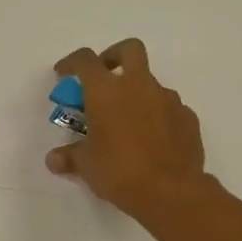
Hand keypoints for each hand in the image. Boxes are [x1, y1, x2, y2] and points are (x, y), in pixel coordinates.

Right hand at [45, 39, 206, 215]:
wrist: (171, 191)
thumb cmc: (119, 171)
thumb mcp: (86, 165)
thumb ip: (69, 157)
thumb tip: (53, 160)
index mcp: (106, 91)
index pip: (85, 60)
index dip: (71, 63)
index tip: (63, 74)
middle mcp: (138, 85)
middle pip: (129, 49)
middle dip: (114, 56)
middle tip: (103, 78)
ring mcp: (168, 99)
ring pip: (150, 82)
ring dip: (137, 93)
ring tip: (127, 122)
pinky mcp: (188, 117)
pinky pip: (169, 108)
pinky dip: (157, 115)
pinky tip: (152, 139)